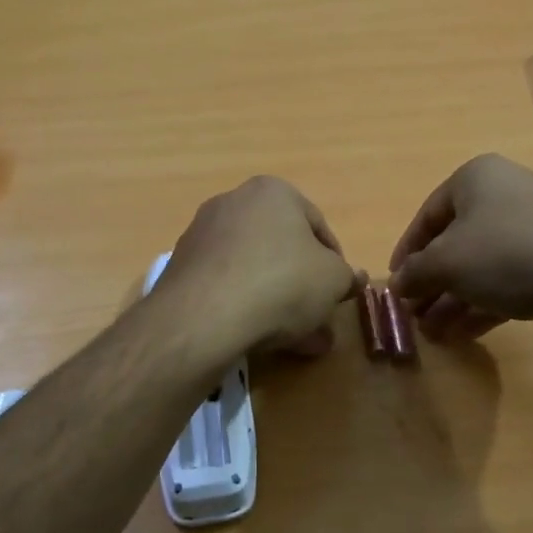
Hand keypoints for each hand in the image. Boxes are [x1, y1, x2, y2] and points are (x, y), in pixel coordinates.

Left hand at [157, 176, 356, 356]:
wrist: (205, 316)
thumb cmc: (282, 283)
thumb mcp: (333, 280)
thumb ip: (346, 277)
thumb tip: (351, 279)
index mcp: (273, 191)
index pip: (317, 226)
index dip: (335, 263)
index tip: (339, 293)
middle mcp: (233, 202)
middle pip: (281, 249)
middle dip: (303, 287)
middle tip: (318, 321)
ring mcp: (202, 234)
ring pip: (254, 270)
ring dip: (277, 302)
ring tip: (294, 341)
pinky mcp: (181, 267)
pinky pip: (226, 285)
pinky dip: (244, 306)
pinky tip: (258, 338)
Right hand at [389, 154, 532, 341]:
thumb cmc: (508, 253)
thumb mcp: (446, 264)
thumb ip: (415, 274)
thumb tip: (397, 285)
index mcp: (475, 178)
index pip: (427, 215)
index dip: (406, 253)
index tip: (395, 286)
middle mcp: (506, 193)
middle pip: (456, 242)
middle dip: (433, 283)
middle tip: (415, 316)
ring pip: (483, 264)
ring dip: (455, 298)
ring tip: (436, 333)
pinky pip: (511, 278)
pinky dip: (485, 302)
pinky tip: (466, 332)